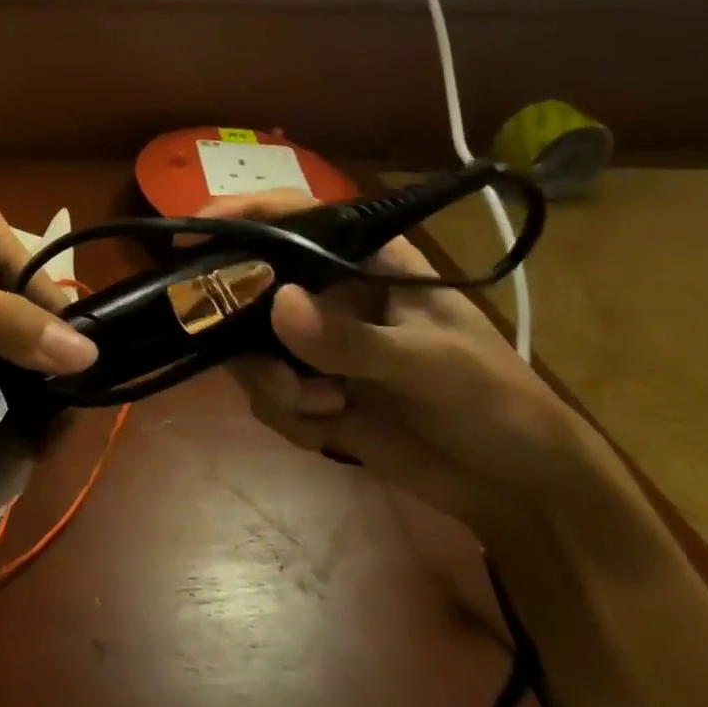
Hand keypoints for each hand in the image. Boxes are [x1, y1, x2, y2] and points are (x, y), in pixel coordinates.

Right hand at [203, 190, 597, 540]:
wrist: (515, 491)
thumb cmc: (493, 402)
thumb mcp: (430, 364)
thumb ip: (352, 339)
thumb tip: (279, 304)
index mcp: (364, 262)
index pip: (294, 218)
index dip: (241, 215)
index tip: (192, 235)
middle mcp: (327, 293)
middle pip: (250, 285)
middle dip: (244, 327)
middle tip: (267, 363)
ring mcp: (312, 343)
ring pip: (247, 345)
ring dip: (273, 382)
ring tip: (322, 407)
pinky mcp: (307, 389)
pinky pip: (263, 392)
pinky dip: (288, 414)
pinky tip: (332, 429)